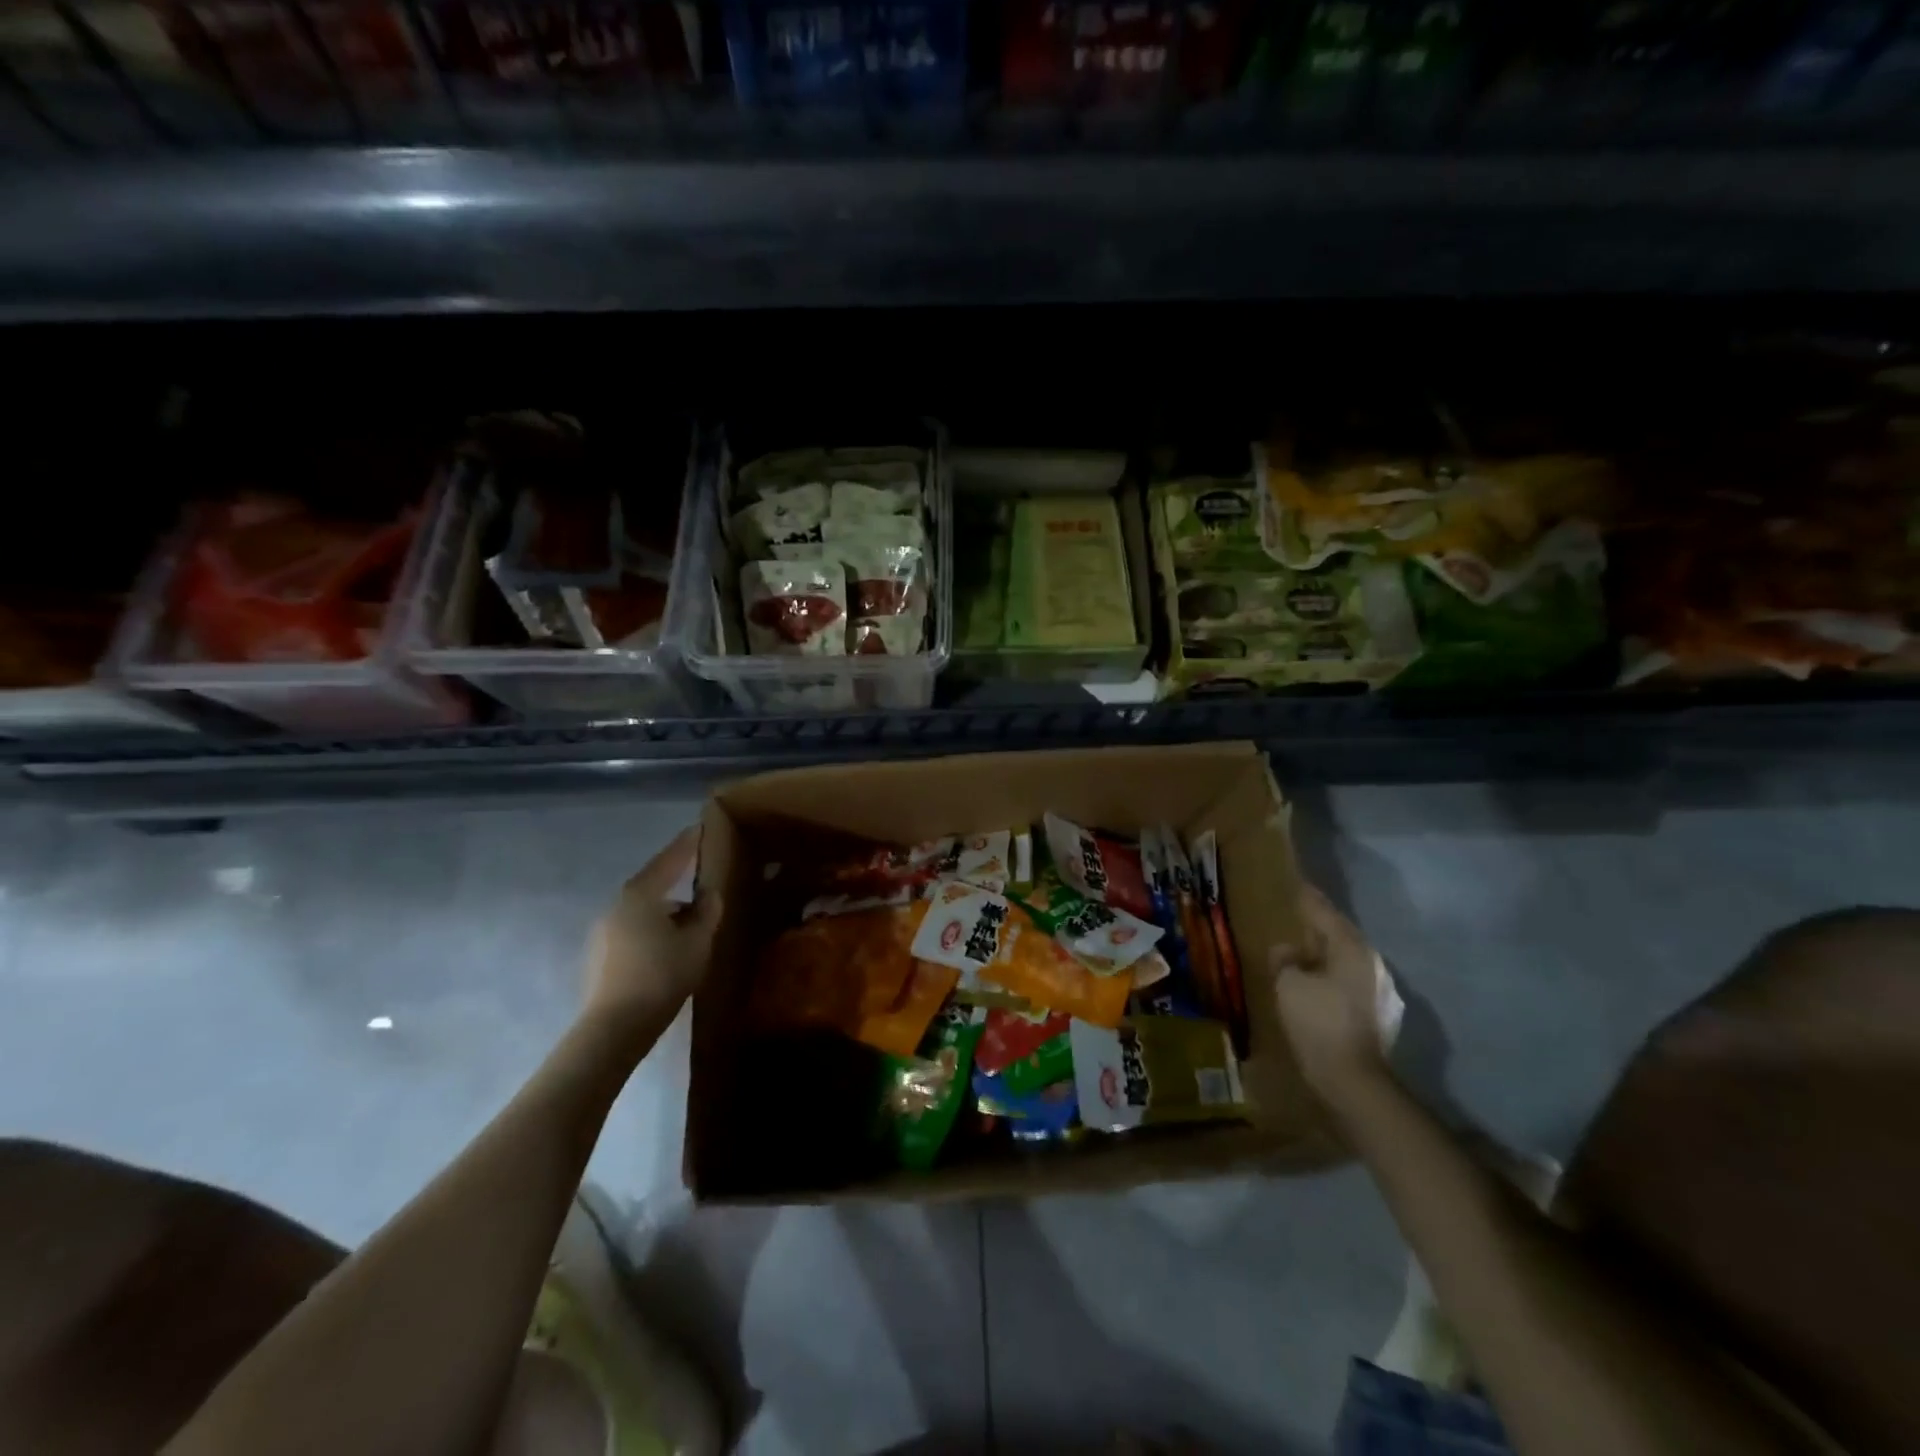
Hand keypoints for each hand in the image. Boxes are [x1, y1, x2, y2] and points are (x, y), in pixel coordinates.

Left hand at [582, 826, 720, 1036]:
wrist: (615, 1028)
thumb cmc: (662, 976)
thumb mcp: (698, 941)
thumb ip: (707, 912)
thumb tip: (708, 893)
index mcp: (641, 895)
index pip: (670, 860)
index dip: (688, 844)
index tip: (700, 827)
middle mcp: (617, 905)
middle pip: (653, 884)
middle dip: (676, 881)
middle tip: (699, 878)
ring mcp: (603, 931)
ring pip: (642, 910)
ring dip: (665, 911)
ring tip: (690, 922)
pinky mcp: (599, 955)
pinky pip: (632, 930)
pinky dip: (652, 929)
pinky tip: (668, 947)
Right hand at [1273, 883, 1391, 1108]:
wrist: (1353, 1079)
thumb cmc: (1318, 1022)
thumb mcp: (1288, 984)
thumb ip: (1284, 960)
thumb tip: (1286, 950)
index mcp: (1351, 948)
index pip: (1325, 912)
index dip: (1307, 899)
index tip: (1296, 885)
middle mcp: (1371, 963)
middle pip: (1340, 935)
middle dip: (1319, 926)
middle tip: (1296, 917)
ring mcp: (1380, 990)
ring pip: (1347, 960)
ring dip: (1326, 953)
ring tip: (1303, 952)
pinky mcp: (1379, 1014)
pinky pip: (1350, 982)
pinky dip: (1332, 976)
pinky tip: (1316, 984)